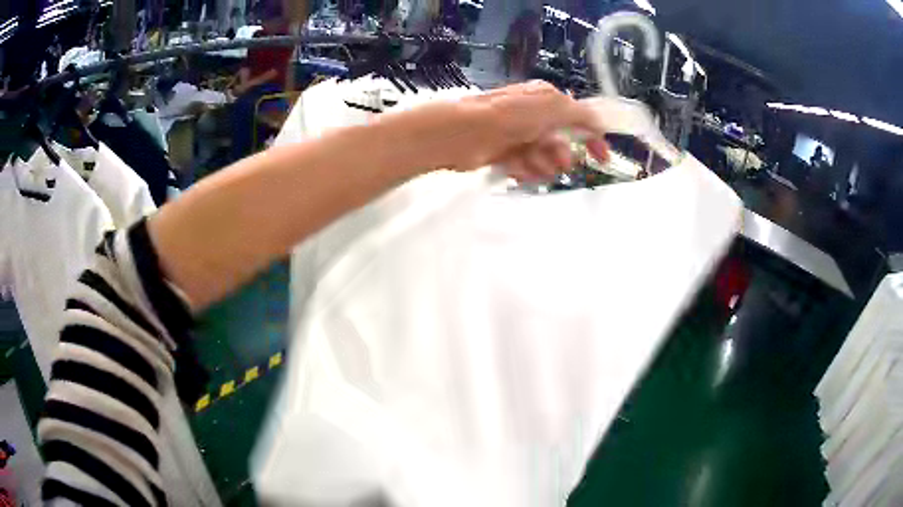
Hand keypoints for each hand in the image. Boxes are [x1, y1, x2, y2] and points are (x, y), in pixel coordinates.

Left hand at [388, 81, 608, 181]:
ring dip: (541, 164)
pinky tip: (515, 168)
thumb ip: (580, 114)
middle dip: (560, 155)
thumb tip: (599, 122)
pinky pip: (526, 167)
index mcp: (546, 99)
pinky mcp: (505, 155)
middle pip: (562, 144)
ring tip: (528, 162)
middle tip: (556, 161)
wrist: (464, 133)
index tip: (603, 159)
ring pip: (545, 159)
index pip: (579, 119)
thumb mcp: (552, 106)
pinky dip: (524, 169)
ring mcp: (519, 136)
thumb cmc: (509, 115)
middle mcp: (533, 116)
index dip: (593, 138)